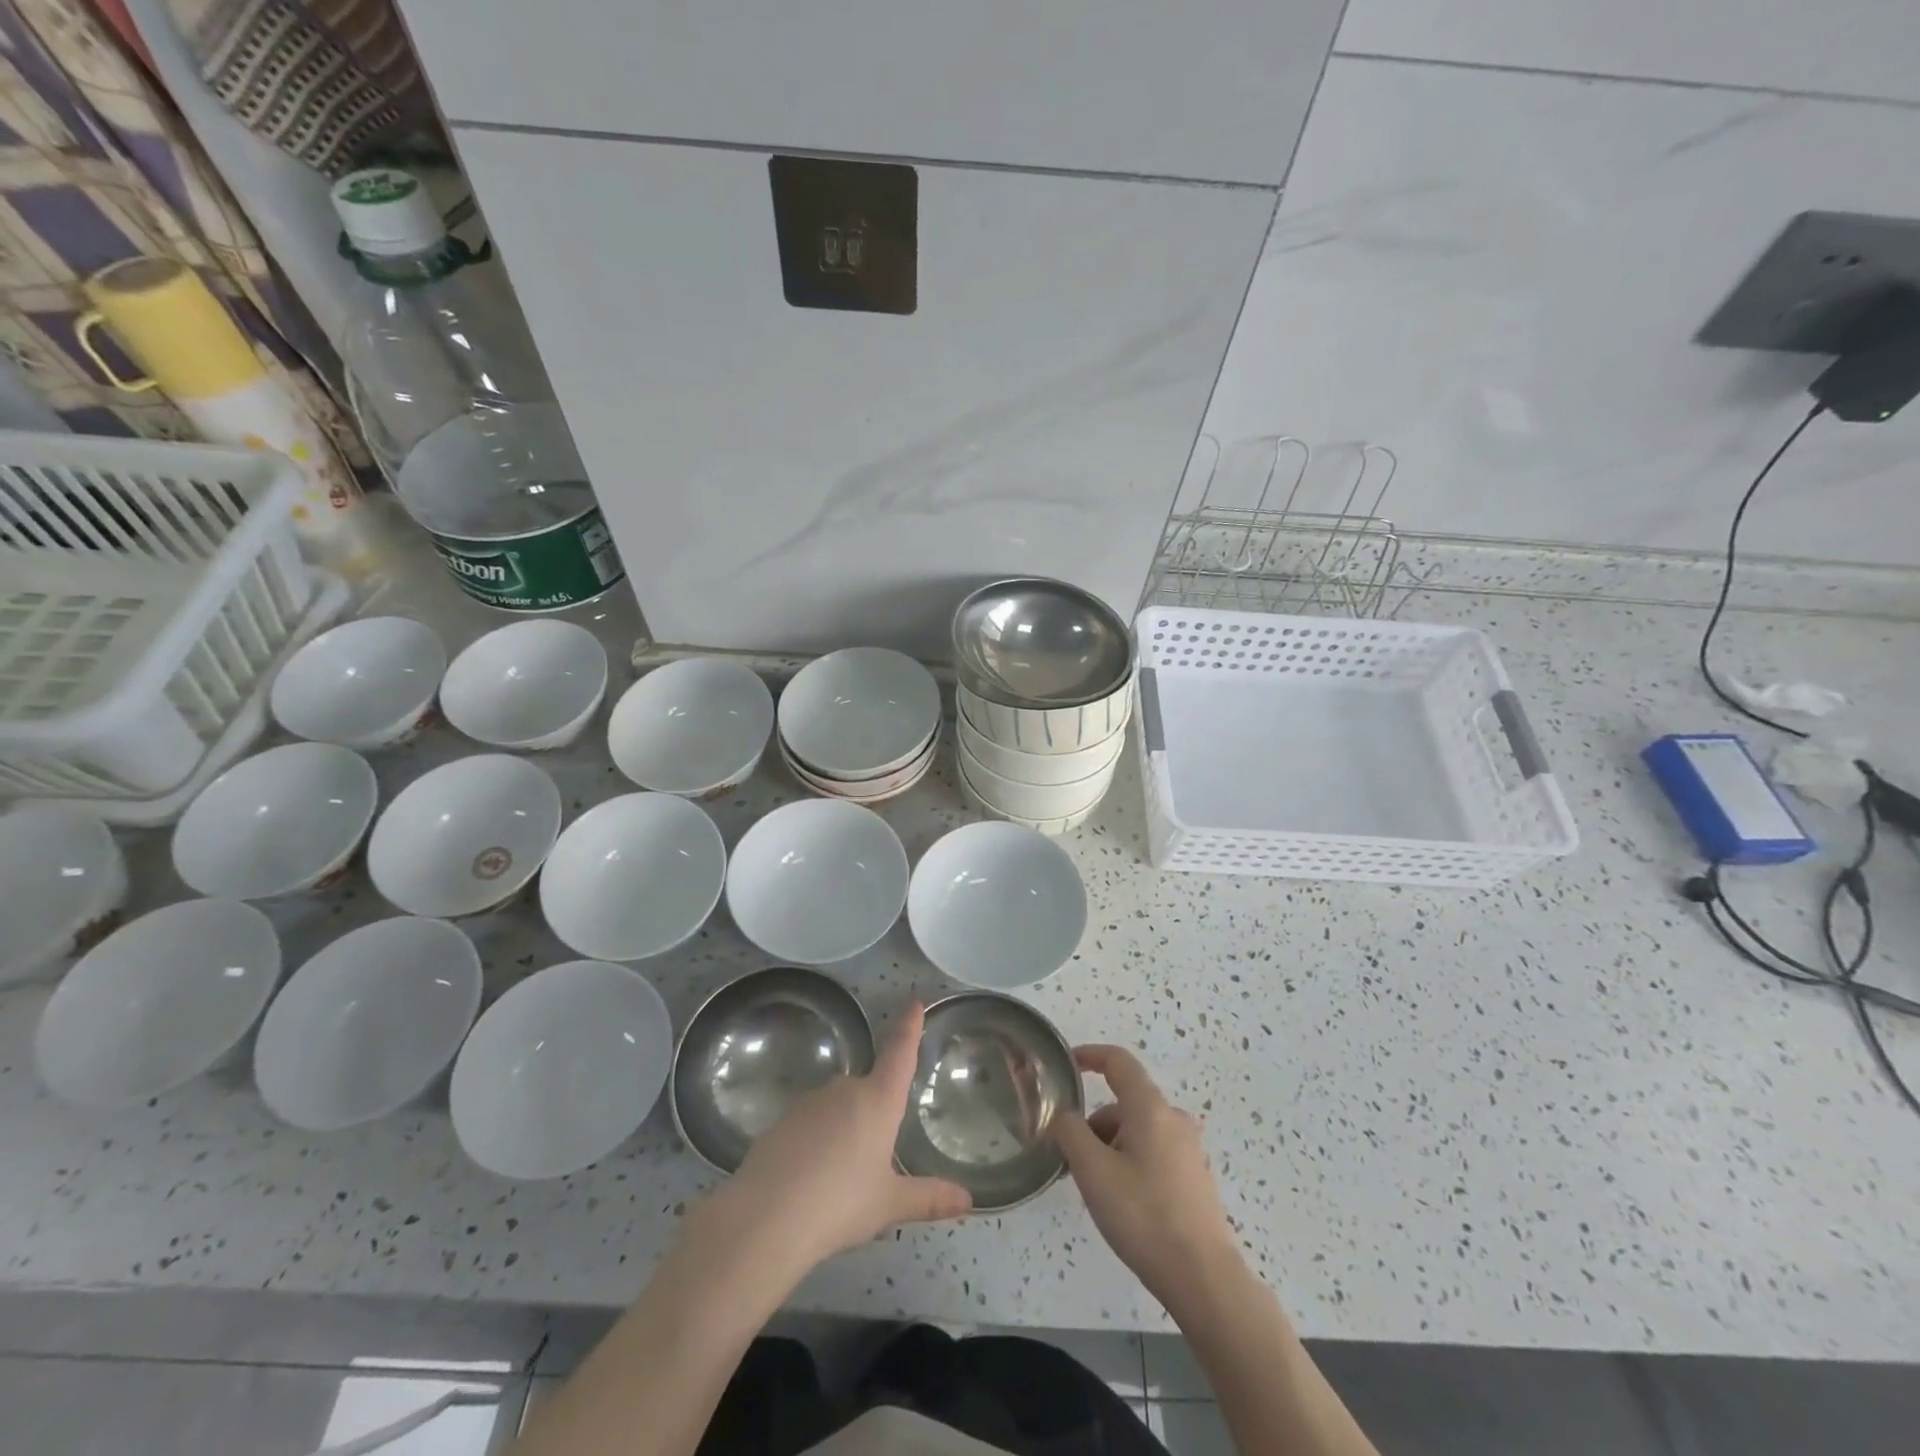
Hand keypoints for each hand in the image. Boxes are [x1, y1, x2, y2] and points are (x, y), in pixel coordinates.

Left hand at [714, 1003, 971, 1273]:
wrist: (765, 1219)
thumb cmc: (840, 1204)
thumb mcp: (889, 1204)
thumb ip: (928, 1198)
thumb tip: (968, 1201)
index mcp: (878, 1100)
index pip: (899, 1053)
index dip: (908, 1027)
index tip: (914, 1001)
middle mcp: (845, 1090)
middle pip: (867, 1091)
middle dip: (872, 1116)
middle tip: (873, 1163)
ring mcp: (809, 1102)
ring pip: (836, 1109)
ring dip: (842, 1132)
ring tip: (840, 1181)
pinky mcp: (780, 1121)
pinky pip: (808, 1126)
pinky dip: (815, 1144)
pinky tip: (811, 1181)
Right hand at [1053, 1045, 1241, 1308]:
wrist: (1203, 1278)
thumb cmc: (1143, 1216)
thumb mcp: (1093, 1171)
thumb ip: (1070, 1133)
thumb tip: (1064, 1116)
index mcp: (1151, 1108)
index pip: (1118, 1062)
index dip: (1090, 1055)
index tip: (1068, 1063)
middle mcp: (1174, 1119)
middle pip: (1124, 1104)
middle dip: (1094, 1124)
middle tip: (1072, 1162)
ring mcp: (1189, 1149)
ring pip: (1138, 1131)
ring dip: (1111, 1147)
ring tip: (1097, 1190)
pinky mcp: (1195, 1177)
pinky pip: (1154, 1153)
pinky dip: (1131, 1162)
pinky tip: (1124, 1203)